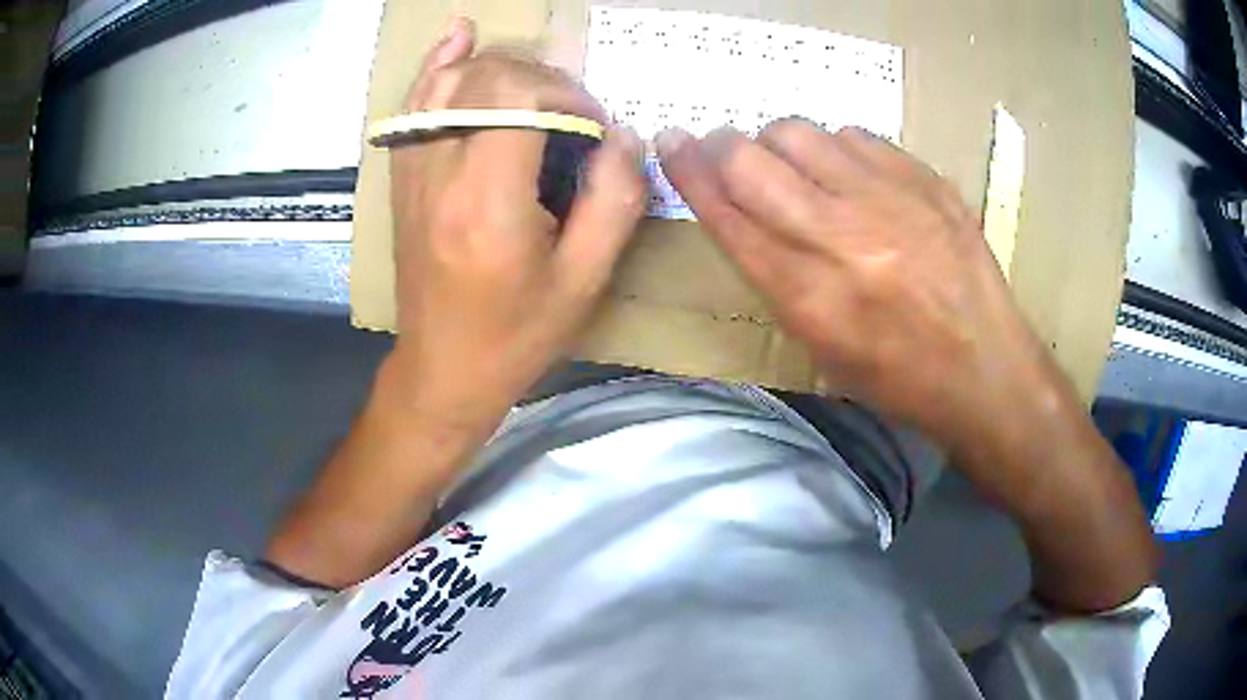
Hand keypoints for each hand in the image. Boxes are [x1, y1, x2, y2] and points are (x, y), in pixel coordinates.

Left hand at [266, 20, 645, 587]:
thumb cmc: (517, 335)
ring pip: (446, 81)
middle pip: (483, 80)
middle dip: (539, 78)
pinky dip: (437, 65)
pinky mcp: (403, 177)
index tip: (592, 125)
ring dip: (496, 65)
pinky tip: (458, 38)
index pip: (517, 98)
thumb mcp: (585, 279)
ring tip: (534, 78)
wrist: (443, 368)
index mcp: (486, 202)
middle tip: (570, 112)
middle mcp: (439, 175)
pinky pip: (413, 104)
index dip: (565, 95)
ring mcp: (411, 173)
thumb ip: (615, 199)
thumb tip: (621, 136)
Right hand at [656, 121, 1071, 456]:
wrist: (985, 369)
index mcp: (808, 295)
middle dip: (722, 146)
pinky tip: (850, 172)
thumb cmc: (898, 377)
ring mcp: (889, 200)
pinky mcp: (925, 181)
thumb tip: (742, 212)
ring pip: (799, 132)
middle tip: (726, 150)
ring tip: (795, 165)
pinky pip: (856, 134)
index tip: (670, 142)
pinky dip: (837, 147)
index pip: (726, 213)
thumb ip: (775, 276)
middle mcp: (842, 237)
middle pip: (750, 160)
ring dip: (779, 143)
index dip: (687, 170)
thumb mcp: (820, 347)